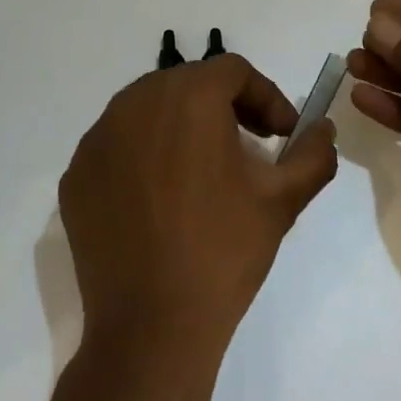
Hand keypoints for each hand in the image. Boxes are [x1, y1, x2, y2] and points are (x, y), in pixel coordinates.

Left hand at [60, 55, 337, 369]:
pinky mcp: (76, 174)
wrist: (150, 329)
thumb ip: (313, 154)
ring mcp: (98, 138)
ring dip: (182, 125)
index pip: (233, 71)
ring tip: (203, 168)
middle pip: (189, 83)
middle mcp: (136, 103)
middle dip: (225, 106)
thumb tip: (324, 128)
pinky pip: (118, 144)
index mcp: (188, 97)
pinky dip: (144, 153)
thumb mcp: (282, 200)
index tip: (282, 135)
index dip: (266, 96)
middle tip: (249, 145)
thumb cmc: (223, 252)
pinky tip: (160, 196)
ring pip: (149, 108)